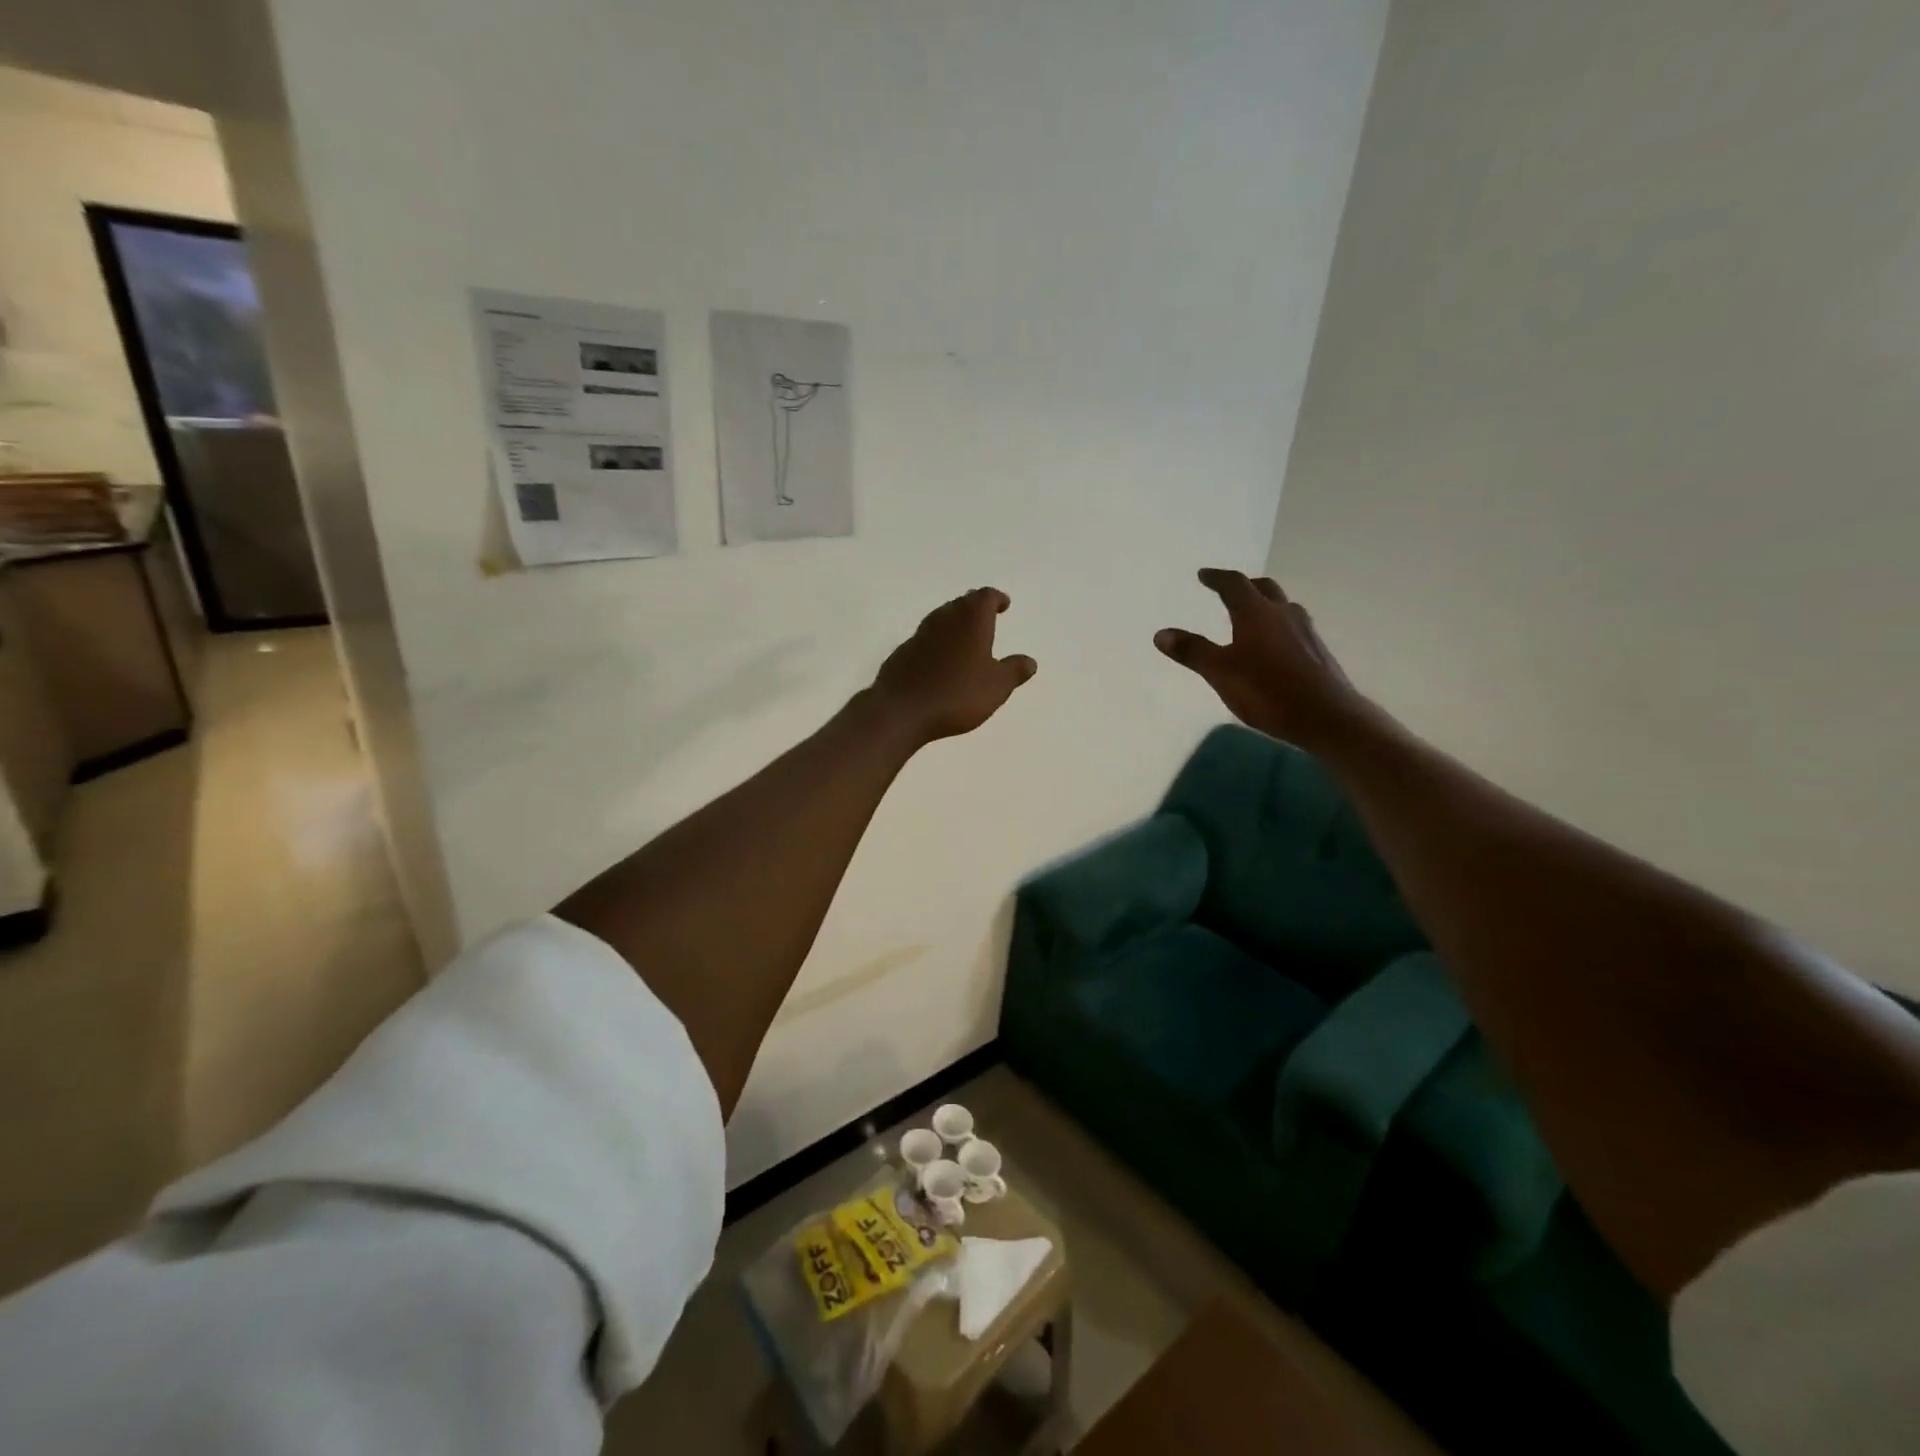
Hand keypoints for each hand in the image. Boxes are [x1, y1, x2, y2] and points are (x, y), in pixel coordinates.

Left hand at [872, 588, 1037, 743]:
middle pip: (961, 603)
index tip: (1003, 604)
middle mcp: (944, 618)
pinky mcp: (903, 653)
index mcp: (971, 619)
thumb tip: (1030, 661)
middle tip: (986, 617)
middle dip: (975, 608)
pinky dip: (938, 643)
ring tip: (966, 638)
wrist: (902, 710)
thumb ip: (1013, 671)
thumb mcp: (996, 687)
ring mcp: (920, 634)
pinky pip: (926, 640)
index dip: (996, 599)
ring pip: (941, 619)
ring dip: (955, 623)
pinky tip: (942, 661)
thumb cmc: (957, 694)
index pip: (985, 597)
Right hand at [1155, 569, 1371, 749]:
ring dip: (1265, 604)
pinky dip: (1278, 625)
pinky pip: (1294, 627)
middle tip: (1229, 588)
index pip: (1234, 584)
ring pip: (1283, 607)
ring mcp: (1305, 632)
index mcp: (1256, 613)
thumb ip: (1192, 651)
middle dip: (1245, 585)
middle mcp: (1284, 614)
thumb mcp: (1220, 673)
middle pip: (1264, 588)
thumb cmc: (1267, 691)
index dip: (1217, 578)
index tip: (1203, 574)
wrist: (1326, 716)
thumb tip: (1161, 633)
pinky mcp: (1318, 652)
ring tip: (1252, 614)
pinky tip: (1275, 645)